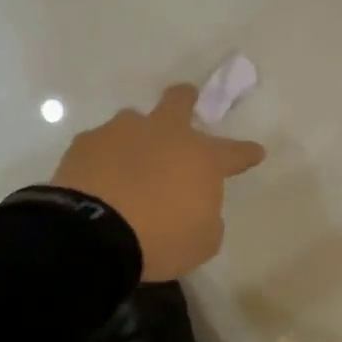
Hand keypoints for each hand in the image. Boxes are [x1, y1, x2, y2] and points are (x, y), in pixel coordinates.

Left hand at [51, 84, 266, 281]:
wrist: (93, 233)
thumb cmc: (159, 239)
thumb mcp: (201, 242)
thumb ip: (207, 218)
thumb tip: (198, 207)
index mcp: (201, 158)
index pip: (234, 152)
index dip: (246, 153)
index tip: (255, 152)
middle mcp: (165, 134)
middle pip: (179, 101)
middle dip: (186, 99)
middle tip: (187, 102)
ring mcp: (122, 132)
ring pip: (134, 120)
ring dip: (137, 136)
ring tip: (129, 161)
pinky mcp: (86, 142)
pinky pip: (100, 143)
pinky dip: (103, 158)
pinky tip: (98, 177)